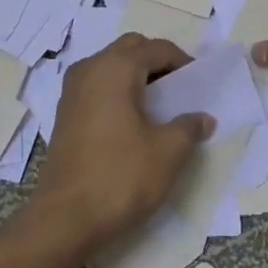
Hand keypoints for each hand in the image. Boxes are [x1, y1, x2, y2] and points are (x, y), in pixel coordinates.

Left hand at [32, 34, 213, 248]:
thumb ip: (189, 127)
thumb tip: (203, 118)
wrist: (65, 219)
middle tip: (178, 90)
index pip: (157, 49)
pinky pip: (97, 86)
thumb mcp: (168, 152)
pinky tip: (132, 122)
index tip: (200, 86)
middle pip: (131, 49)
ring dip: (135, 76)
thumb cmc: (121, 177)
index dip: (183, 63)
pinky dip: (118, 92)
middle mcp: (90, 68)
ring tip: (158, 107)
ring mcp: (72, 91)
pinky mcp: (64, 114)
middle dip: (157, 62)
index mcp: (116, 67)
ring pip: (111, 66)